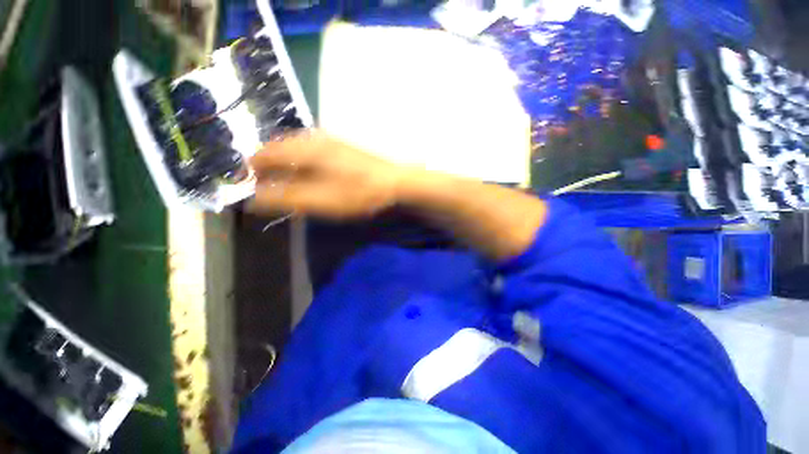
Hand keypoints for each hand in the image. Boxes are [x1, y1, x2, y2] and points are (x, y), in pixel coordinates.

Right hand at [249, 132, 405, 219]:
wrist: (396, 184)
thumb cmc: (358, 193)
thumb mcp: (320, 200)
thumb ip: (285, 198)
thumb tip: (252, 199)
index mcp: (304, 148)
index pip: (263, 155)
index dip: (251, 172)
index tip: (249, 189)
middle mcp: (314, 138)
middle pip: (278, 150)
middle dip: (267, 169)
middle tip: (266, 189)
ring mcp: (330, 141)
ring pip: (295, 151)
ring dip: (285, 167)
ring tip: (285, 185)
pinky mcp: (342, 148)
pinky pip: (311, 153)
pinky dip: (302, 165)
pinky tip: (310, 177)